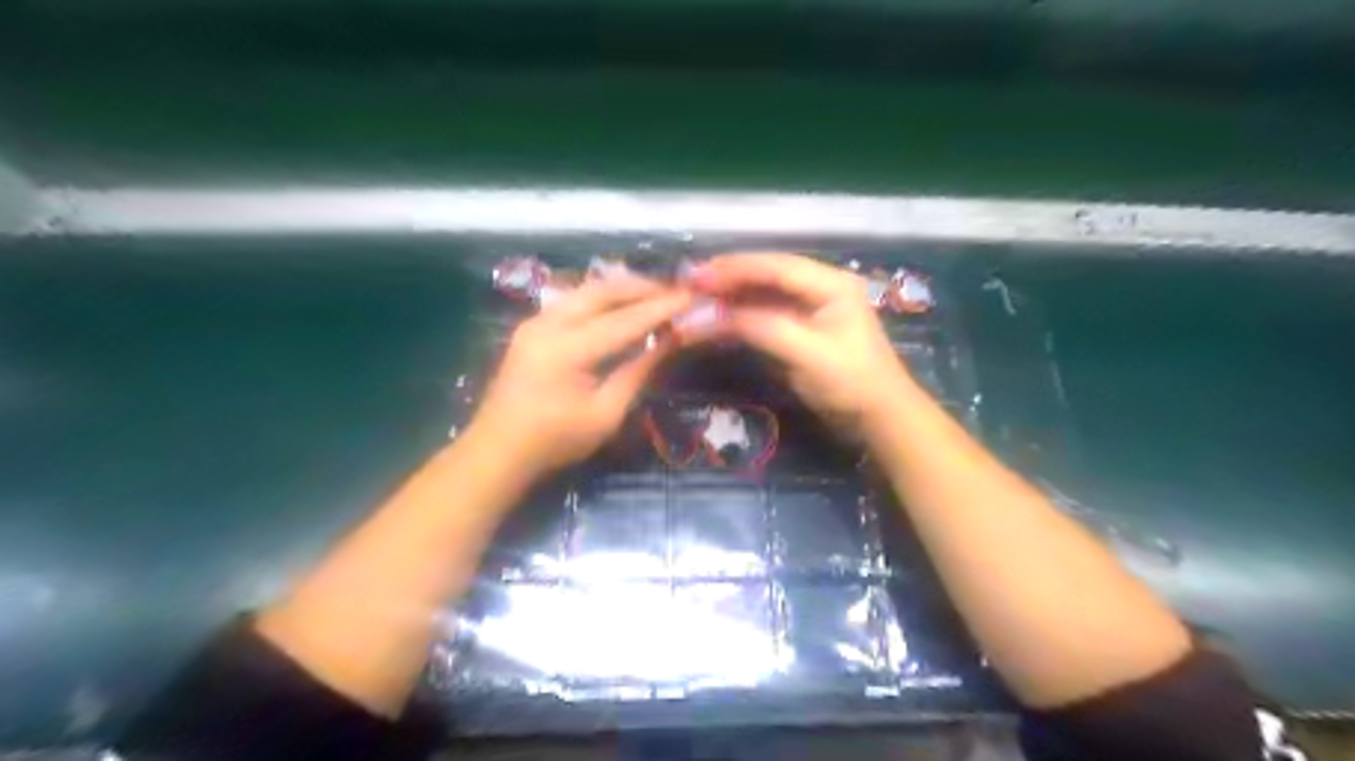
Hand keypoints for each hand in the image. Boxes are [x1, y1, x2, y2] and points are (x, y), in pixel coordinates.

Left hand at [473, 283, 688, 475]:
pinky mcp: (532, 326)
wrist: (498, 450)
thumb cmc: (555, 441)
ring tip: (654, 293)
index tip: (690, 297)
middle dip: (641, 287)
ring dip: (622, 288)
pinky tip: (621, 304)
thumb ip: (638, 371)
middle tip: (675, 290)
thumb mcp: (606, 414)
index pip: (624, 320)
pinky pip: (573, 299)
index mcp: (566, 350)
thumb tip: (670, 341)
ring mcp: (536, 321)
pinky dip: (602, 297)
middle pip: (602, 291)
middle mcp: (548, 324)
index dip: (660, 308)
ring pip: (586, 290)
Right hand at [698, 251, 909, 436]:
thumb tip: (711, 316)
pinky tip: (716, 317)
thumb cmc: (851, 383)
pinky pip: (763, 313)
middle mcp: (819, 286)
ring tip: (694, 298)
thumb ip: (762, 328)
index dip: (734, 268)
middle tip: (688, 284)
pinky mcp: (800, 327)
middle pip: (766, 274)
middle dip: (727, 278)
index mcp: (831, 283)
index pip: (776, 266)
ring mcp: (809, 307)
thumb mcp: (808, 354)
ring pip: (762, 292)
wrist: (878, 417)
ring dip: (730, 296)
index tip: (697, 276)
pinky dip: (739, 315)